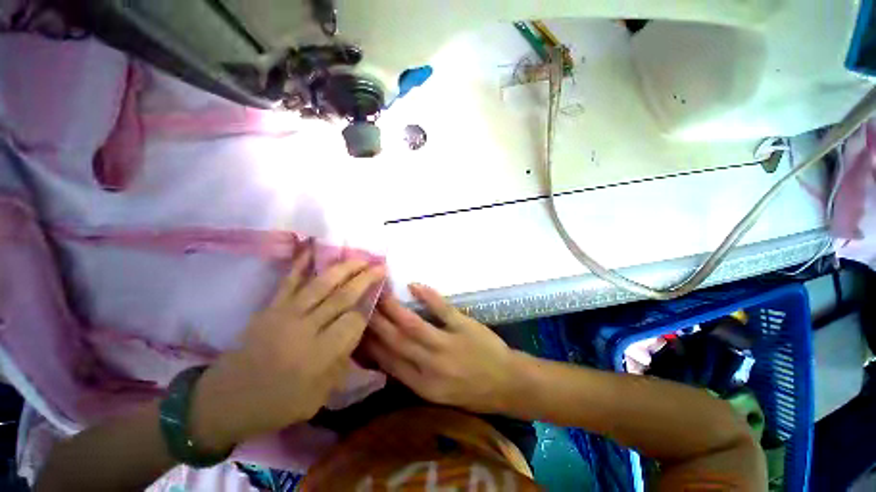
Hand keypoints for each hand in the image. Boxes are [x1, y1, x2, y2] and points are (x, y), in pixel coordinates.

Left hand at [190, 242, 385, 452]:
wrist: (224, 401)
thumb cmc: (276, 405)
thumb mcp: (318, 397)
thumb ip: (341, 363)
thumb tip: (357, 333)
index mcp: (319, 356)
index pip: (354, 321)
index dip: (369, 307)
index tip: (378, 297)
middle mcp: (305, 330)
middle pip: (343, 297)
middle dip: (365, 279)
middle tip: (381, 266)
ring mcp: (286, 314)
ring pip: (322, 284)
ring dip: (345, 268)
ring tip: (361, 257)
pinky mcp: (270, 307)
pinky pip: (289, 281)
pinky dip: (301, 262)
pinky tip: (313, 246)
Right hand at [363, 284, 518, 413]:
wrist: (508, 384)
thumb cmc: (472, 391)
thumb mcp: (438, 394)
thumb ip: (413, 375)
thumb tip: (388, 354)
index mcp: (423, 385)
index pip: (388, 362)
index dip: (370, 344)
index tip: (357, 328)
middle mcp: (431, 366)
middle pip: (396, 341)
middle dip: (375, 323)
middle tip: (361, 304)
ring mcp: (448, 344)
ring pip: (414, 325)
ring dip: (394, 309)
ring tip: (380, 294)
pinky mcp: (464, 327)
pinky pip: (443, 309)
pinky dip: (428, 296)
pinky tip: (414, 285)